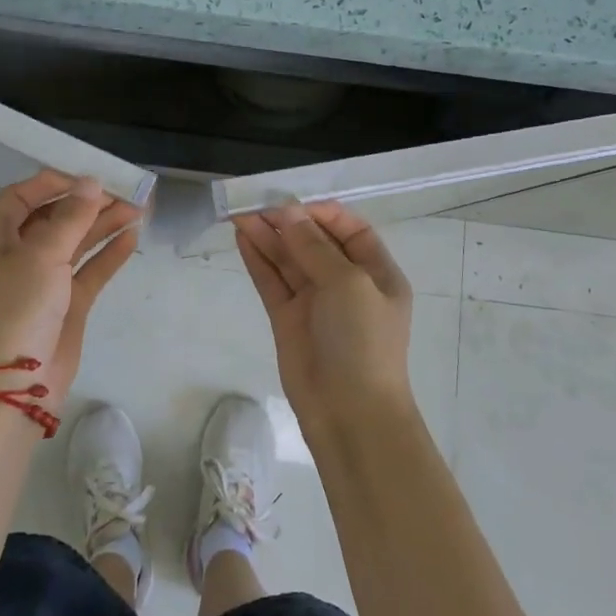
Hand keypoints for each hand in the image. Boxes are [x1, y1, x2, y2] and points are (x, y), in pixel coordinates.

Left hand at [0, 171, 141, 405]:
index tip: (88, 179)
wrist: (15, 384)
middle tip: (121, 195)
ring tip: (137, 211)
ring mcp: (40, 282)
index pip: (19, 197)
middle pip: (51, 219)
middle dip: (85, 205)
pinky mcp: (63, 305)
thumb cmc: (17, 307)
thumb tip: (90, 183)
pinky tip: (131, 239)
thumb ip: (71, 217)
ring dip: (101, 227)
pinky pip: (86, 271)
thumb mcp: (41, 254)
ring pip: (73, 244)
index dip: (52, 184)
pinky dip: (106, 255)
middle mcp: (13, 256)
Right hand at [233, 202, 414, 432]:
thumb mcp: (348, 284)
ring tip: (239, 213)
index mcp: (376, 273)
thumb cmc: (362, 341)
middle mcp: (346, 284)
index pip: (350, 230)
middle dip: (287, 221)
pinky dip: (258, 260)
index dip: (322, 213)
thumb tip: (288, 212)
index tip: (292, 202)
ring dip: (267, 236)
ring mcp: (315, 302)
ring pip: (289, 260)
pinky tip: (242, 237)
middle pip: (315, 242)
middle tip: (254, 202)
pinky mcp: (288, 320)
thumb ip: (314, 246)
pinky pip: (272, 282)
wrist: (350, 413)